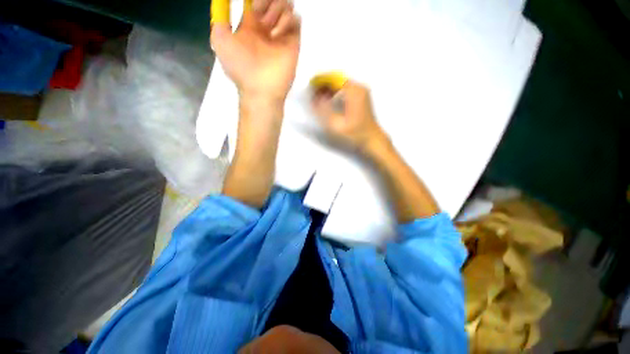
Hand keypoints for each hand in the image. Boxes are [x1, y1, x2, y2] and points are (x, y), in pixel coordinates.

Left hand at [211, 0, 300, 100]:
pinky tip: (281, 32)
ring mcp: (280, 38)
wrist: (261, 90)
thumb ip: (220, 19)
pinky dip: (292, 21)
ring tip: (272, 27)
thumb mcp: (219, 40)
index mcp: (249, 28)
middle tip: (266, 12)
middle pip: (271, 4)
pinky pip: (296, 24)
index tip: (254, 1)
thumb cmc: (240, 66)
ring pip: (285, 10)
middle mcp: (265, 31)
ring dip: (280, 8)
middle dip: (270, 1)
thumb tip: (223, 0)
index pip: (254, 4)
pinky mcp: (293, 46)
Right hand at [312, 81, 385, 152]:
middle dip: (323, 84)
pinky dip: (335, 91)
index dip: (320, 81)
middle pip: (337, 79)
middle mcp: (359, 88)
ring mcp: (361, 91)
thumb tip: (314, 99)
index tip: (311, 87)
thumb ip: (324, 111)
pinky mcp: (361, 96)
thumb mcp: (337, 125)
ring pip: (341, 83)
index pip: (333, 78)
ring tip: (319, 97)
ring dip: (329, 88)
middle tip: (313, 94)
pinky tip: (329, 99)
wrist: (372, 139)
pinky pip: (345, 88)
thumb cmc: (355, 134)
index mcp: (354, 92)